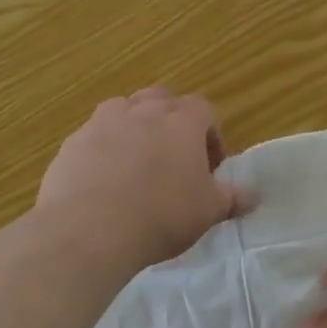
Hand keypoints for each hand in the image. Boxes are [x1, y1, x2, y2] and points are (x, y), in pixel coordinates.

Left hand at [37, 88, 249, 271]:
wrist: (89, 229)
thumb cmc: (161, 215)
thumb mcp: (207, 211)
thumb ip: (232, 199)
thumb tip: (254, 196)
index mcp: (182, 122)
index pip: (203, 109)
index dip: (210, 133)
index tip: (210, 165)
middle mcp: (144, 112)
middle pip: (162, 98)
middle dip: (170, 119)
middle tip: (174, 154)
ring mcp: (103, 123)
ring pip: (124, 108)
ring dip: (133, 125)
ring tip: (136, 160)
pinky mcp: (72, 143)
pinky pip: (92, 135)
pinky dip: (101, 148)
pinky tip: (102, 179)